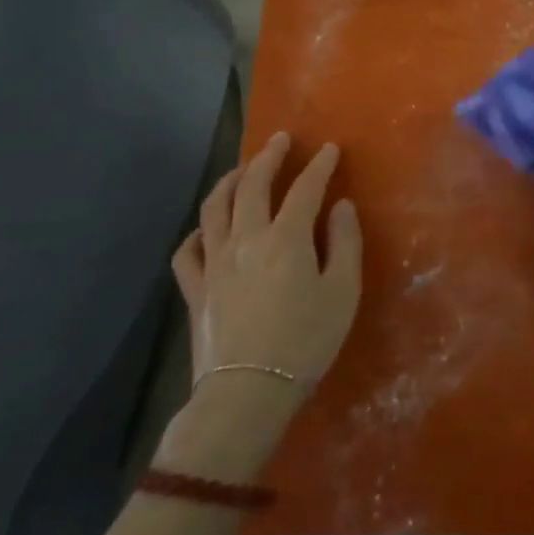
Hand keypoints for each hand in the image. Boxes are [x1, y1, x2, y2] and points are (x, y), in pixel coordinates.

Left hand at [171, 133, 362, 393]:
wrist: (246, 394)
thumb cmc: (305, 342)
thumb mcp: (343, 292)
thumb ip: (345, 243)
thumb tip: (341, 206)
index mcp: (286, 238)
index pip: (305, 188)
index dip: (320, 165)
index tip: (330, 148)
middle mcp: (246, 239)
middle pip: (253, 185)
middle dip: (269, 157)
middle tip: (281, 140)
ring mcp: (214, 263)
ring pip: (214, 207)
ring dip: (230, 181)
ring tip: (242, 170)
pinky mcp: (195, 289)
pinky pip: (188, 249)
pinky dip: (198, 230)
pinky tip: (207, 228)